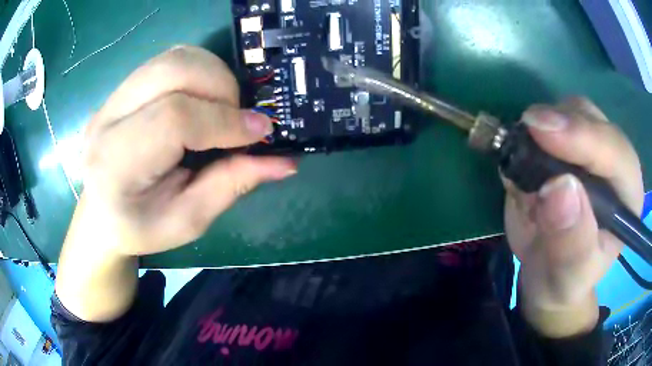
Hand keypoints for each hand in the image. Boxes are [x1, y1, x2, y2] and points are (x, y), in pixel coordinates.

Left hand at [57, 46, 295, 321]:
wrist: (101, 213)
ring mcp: (111, 98)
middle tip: (239, 118)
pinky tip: (202, 100)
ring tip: (222, 108)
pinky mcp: (120, 89)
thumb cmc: (140, 227)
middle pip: (172, 71)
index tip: (262, 132)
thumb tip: (284, 161)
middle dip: (220, 87)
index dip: (224, 120)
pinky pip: (168, 61)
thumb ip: (231, 185)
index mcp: (115, 164)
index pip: (173, 118)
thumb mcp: (187, 221)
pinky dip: (198, 72)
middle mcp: (106, 120)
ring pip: (173, 58)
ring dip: (212, 74)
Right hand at [503, 97, 643, 336]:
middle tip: (526, 136)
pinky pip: (547, 119)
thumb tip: (558, 188)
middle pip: (592, 119)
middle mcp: (614, 160)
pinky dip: (529, 133)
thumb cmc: (564, 280)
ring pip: (568, 110)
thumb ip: (570, 242)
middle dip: (560, 124)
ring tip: (524, 163)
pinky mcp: (566, 141)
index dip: (583, 137)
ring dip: (542, 127)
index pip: (615, 152)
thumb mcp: (568, 276)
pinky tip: (521, 158)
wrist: (547, 273)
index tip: (541, 132)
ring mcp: (589, 145)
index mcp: (627, 195)